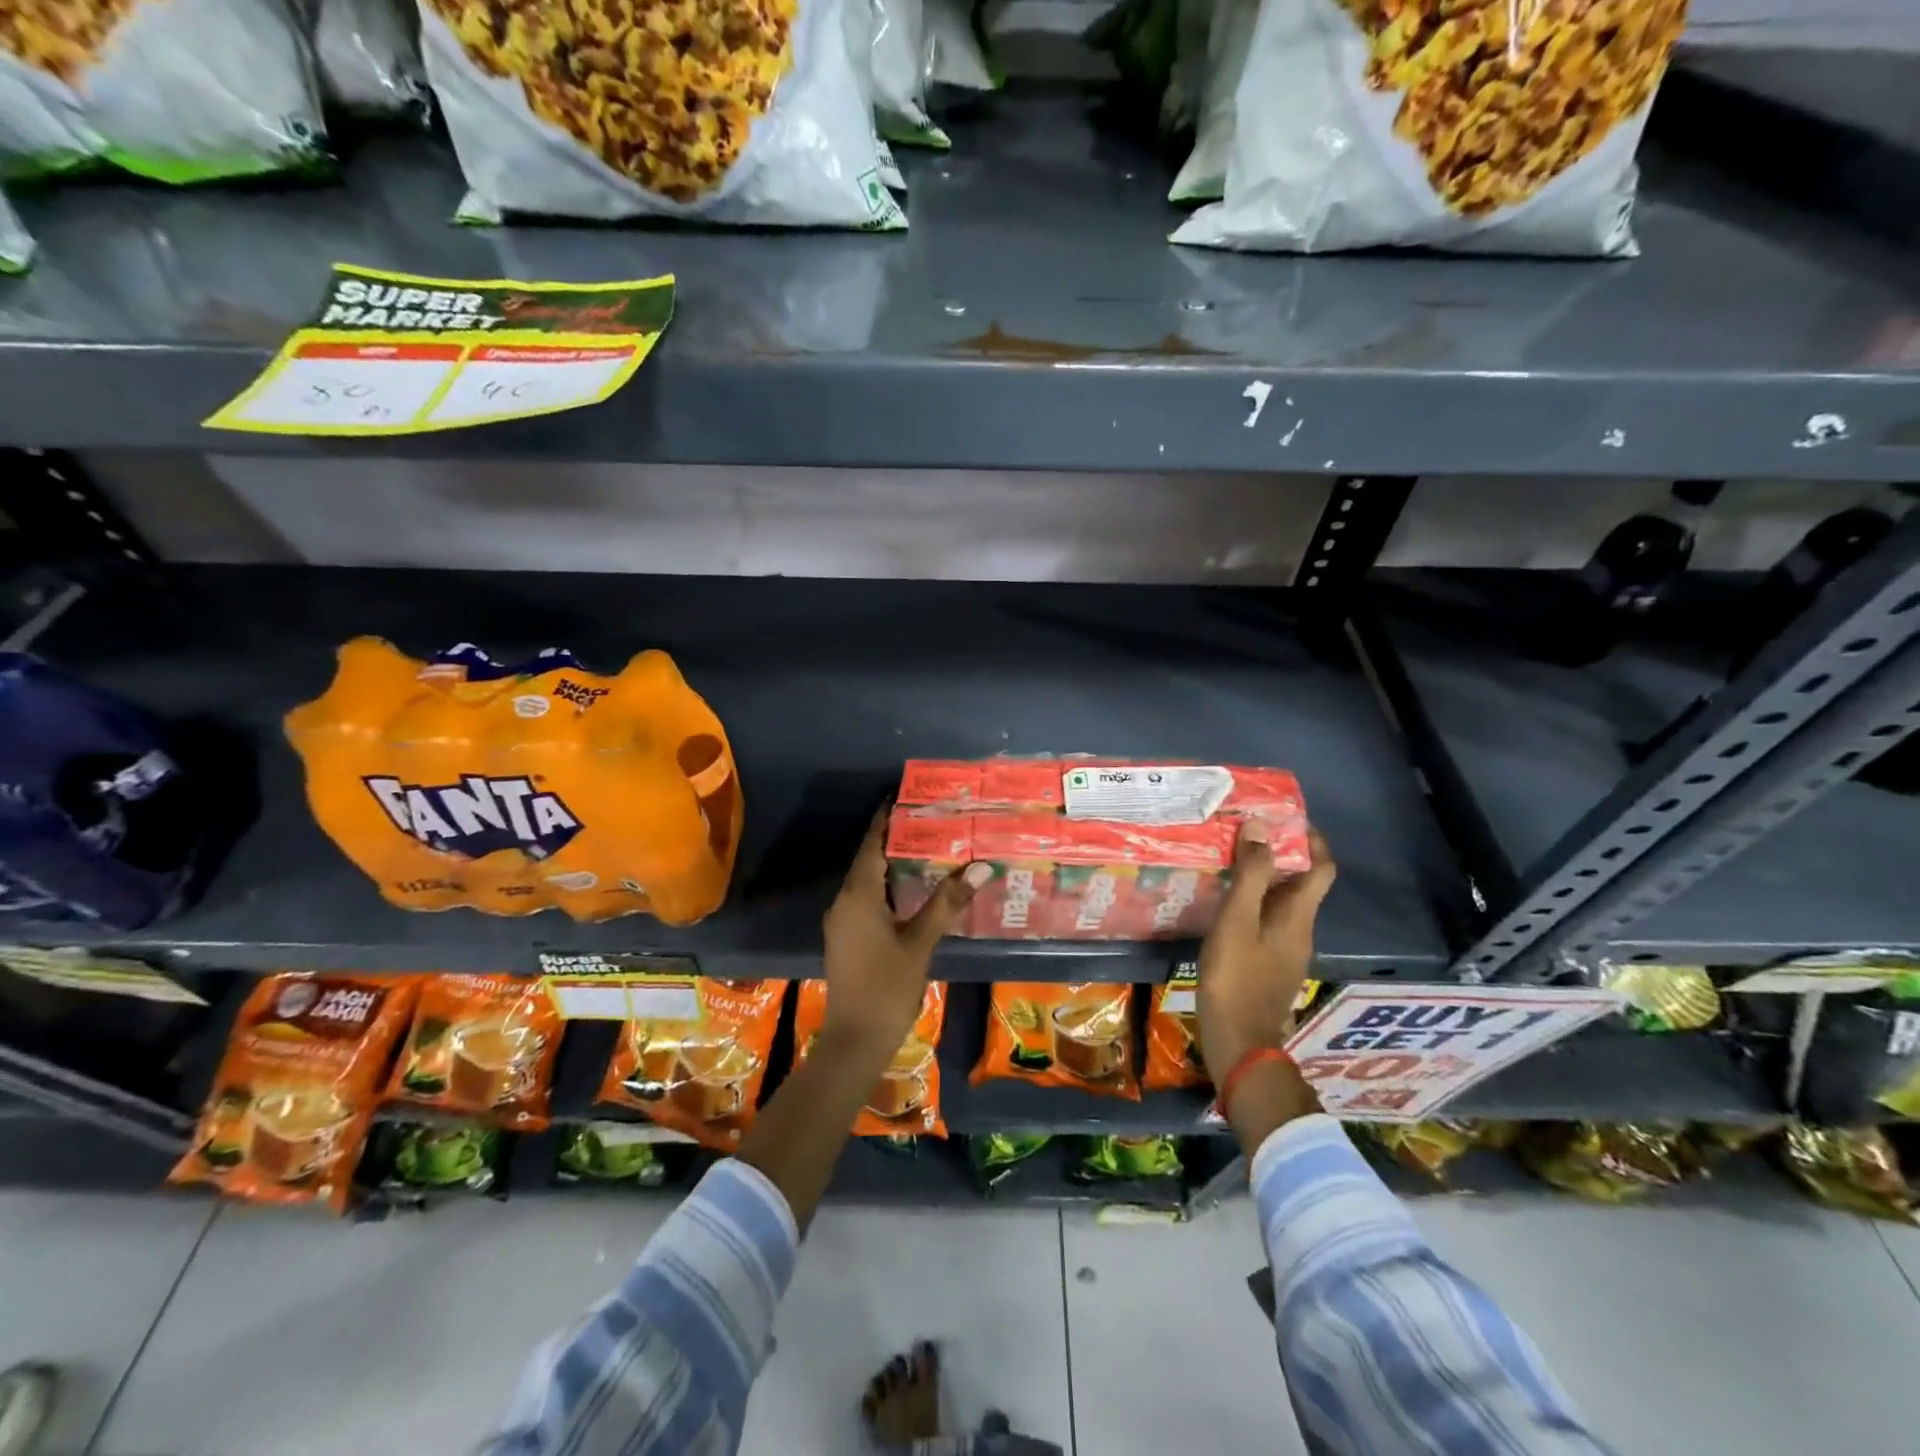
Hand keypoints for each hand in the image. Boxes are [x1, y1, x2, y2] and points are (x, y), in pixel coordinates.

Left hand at [820, 808, 989, 1055]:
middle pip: (870, 859)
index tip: (906, 796)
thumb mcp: (920, 943)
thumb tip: (979, 867)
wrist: (854, 1040)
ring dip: (894, 864)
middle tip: (932, 821)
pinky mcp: (847, 937)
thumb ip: (946, 903)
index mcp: (858, 895)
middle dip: (897, 839)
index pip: (871, 844)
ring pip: (869, 881)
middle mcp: (844, 901)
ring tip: (929, 848)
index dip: (887, 820)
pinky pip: (867, 899)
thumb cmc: (887, 987)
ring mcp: (843, 921)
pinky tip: (915, 890)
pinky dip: (889, 887)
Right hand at [1196, 821, 1335, 1085]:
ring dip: (1263, 880)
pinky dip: (1252, 904)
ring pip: (1282, 904)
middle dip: (1280, 855)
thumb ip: (1250, 875)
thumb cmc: (1236, 978)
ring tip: (1229, 864)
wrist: (1238, 1043)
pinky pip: (1267, 922)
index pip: (1322, 869)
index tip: (1287, 819)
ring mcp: (1286, 952)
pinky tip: (1224, 906)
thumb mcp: (1237, 921)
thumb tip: (1261, 828)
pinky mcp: (1269, 967)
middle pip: (1301, 884)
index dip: (1312, 841)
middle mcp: (1300, 931)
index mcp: (1298, 917)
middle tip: (1244, 836)